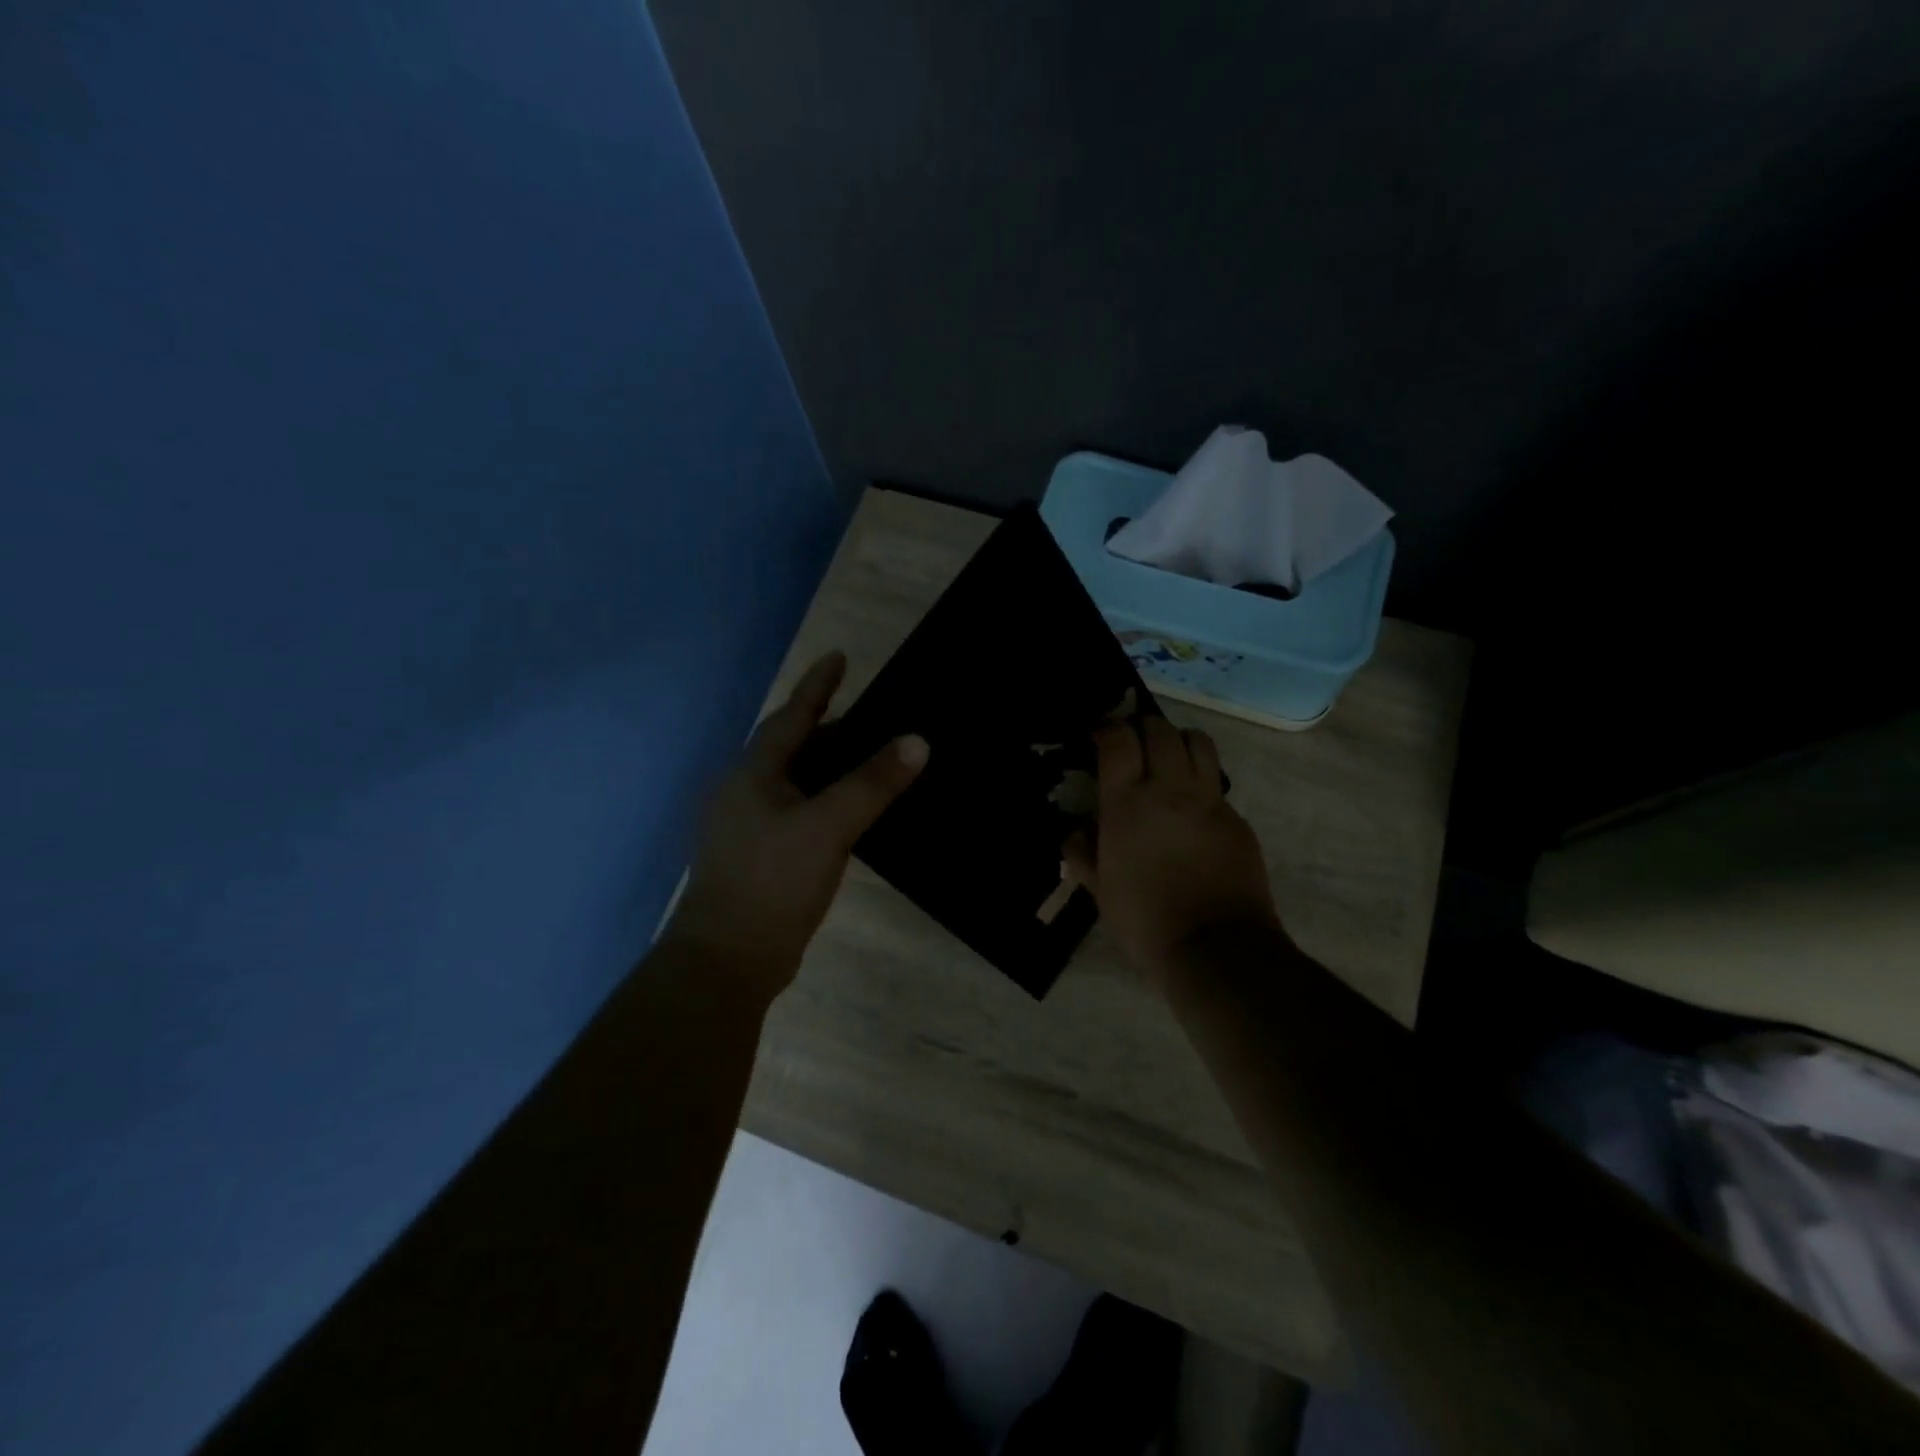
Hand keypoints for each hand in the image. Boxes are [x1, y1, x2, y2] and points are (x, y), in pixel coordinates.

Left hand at [667, 651, 927, 999]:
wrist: (727, 959)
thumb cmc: (772, 881)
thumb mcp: (827, 827)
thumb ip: (871, 784)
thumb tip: (917, 741)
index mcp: (753, 774)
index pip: (791, 716)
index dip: (817, 686)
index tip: (840, 656)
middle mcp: (745, 793)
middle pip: (793, 748)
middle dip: (829, 729)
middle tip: (873, 718)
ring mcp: (750, 828)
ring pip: (797, 782)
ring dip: (830, 768)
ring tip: (870, 759)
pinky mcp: (762, 857)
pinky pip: (800, 812)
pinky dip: (827, 802)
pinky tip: (851, 812)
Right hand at [1065, 715, 1279, 987]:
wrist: (1216, 947)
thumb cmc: (1145, 920)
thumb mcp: (1100, 890)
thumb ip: (1083, 854)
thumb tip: (1076, 833)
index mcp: (1127, 804)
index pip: (1118, 740)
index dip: (1107, 728)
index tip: (1099, 734)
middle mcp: (1169, 789)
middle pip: (1160, 729)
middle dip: (1142, 726)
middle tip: (1133, 741)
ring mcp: (1208, 801)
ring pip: (1197, 742)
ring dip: (1178, 740)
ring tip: (1168, 757)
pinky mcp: (1236, 818)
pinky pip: (1215, 784)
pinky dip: (1200, 781)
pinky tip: (1191, 807)